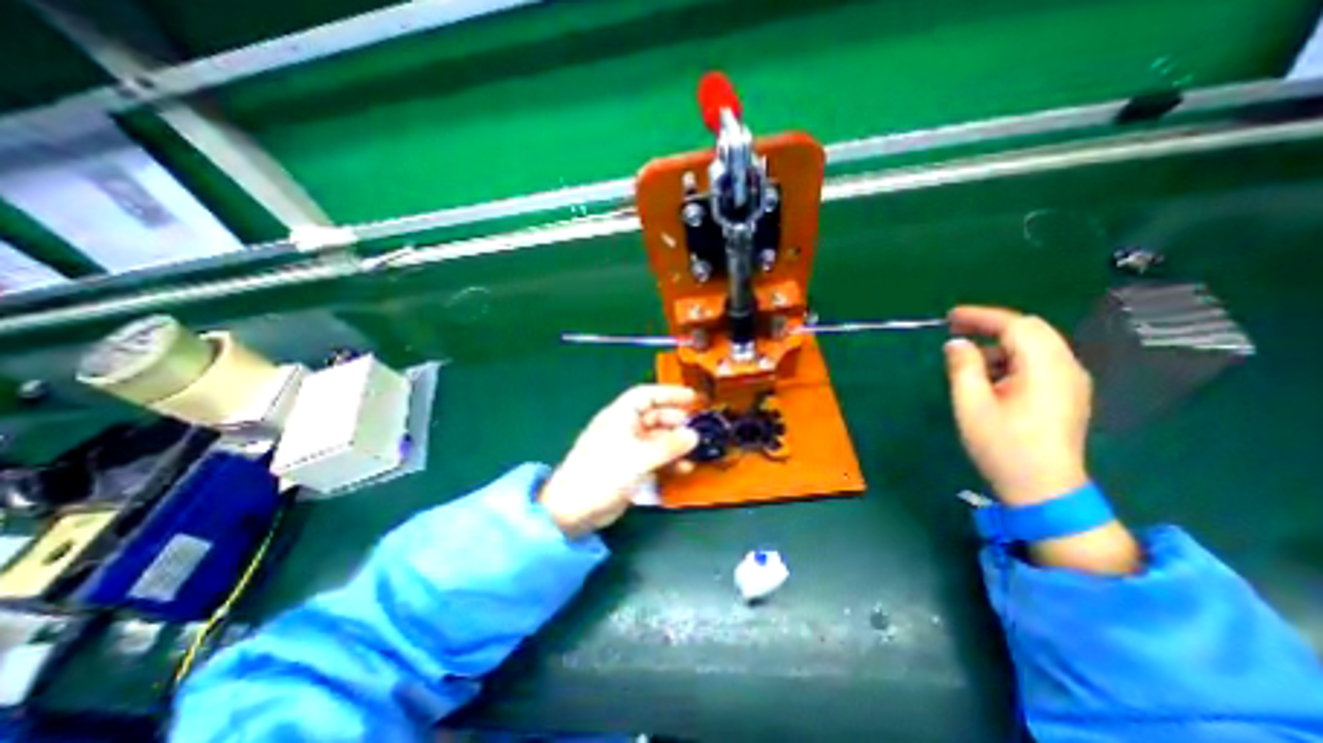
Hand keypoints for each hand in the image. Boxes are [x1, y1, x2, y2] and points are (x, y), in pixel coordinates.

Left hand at [538, 387, 702, 535]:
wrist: (574, 509)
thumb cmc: (603, 474)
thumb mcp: (639, 457)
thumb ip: (668, 446)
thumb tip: (694, 435)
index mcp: (620, 416)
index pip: (647, 395)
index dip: (669, 394)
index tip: (692, 398)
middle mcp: (625, 428)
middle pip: (654, 417)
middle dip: (676, 421)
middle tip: (697, 428)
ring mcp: (628, 449)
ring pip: (657, 439)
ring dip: (675, 443)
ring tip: (695, 450)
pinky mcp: (630, 468)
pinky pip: (655, 458)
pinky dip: (669, 461)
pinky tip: (684, 468)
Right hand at [945, 306, 1090, 508]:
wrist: (1044, 489)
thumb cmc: (1002, 446)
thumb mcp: (971, 405)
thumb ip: (963, 368)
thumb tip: (956, 343)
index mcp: (1045, 369)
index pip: (1017, 325)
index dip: (982, 316)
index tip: (950, 317)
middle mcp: (1066, 369)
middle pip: (1032, 331)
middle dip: (992, 326)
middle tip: (956, 329)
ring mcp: (1071, 383)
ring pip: (1036, 346)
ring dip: (1001, 344)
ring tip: (968, 358)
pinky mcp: (1067, 395)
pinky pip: (1039, 363)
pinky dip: (1012, 359)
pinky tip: (990, 376)